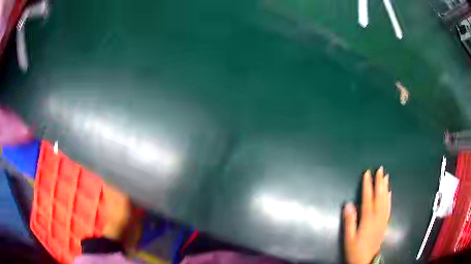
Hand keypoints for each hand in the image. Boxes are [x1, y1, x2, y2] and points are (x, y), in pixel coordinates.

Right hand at [344, 167, 390, 263]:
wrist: (367, 260)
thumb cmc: (355, 250)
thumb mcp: (349, 238)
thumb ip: (349, 221)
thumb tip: (348, 204)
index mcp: (368, 219)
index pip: (368, 198)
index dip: (367, 185)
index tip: (367, 173)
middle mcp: (377, 217)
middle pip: (379, 196)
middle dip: (379, 182)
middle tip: (380, 169)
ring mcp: (383, 219)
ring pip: (385, 200)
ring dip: (385, 187)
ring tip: (386, 176)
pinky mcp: (385, 222)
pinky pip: (388, 207)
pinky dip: (389, 198)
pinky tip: (389, 192)